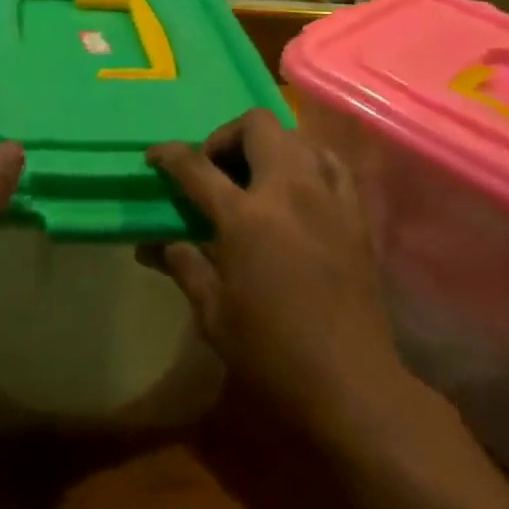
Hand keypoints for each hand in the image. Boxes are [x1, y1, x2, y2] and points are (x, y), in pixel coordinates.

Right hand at [148, 108, 408, 439]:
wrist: (350, 383)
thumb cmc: (272, 352)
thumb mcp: (214, 314)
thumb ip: (183, 265)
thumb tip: (153, 244)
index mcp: (245, 217)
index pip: (196, 166)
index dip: (169, 155)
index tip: (155, 156)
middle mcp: (287, 190)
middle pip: (256, 125)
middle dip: (226, 135)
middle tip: (214, 168)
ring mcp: (327, 196)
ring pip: (295, 136)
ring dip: (267, 146)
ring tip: (255, 178)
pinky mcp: (355, 212)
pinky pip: (332, 162)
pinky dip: (309, 160)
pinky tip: (300, 186)